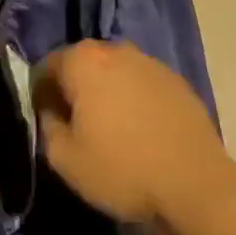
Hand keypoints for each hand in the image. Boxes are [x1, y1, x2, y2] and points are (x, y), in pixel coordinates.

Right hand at [34, 41, 228, 224]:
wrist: (195, 184)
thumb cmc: (122, 169)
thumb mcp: (65, 159)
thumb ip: (47, 126)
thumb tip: (51, 112)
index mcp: (83, 61)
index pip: (46, 66)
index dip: (39, 94)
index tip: (45, 121)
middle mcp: (116, 50)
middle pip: (81, 64)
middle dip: (73, 88)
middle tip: (74, 125)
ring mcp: (150, 62)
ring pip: (113, 72)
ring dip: (105, 92)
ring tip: (109, 128)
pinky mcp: (176, 80)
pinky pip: (141, 84)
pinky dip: (133, 99)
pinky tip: (139, 130)